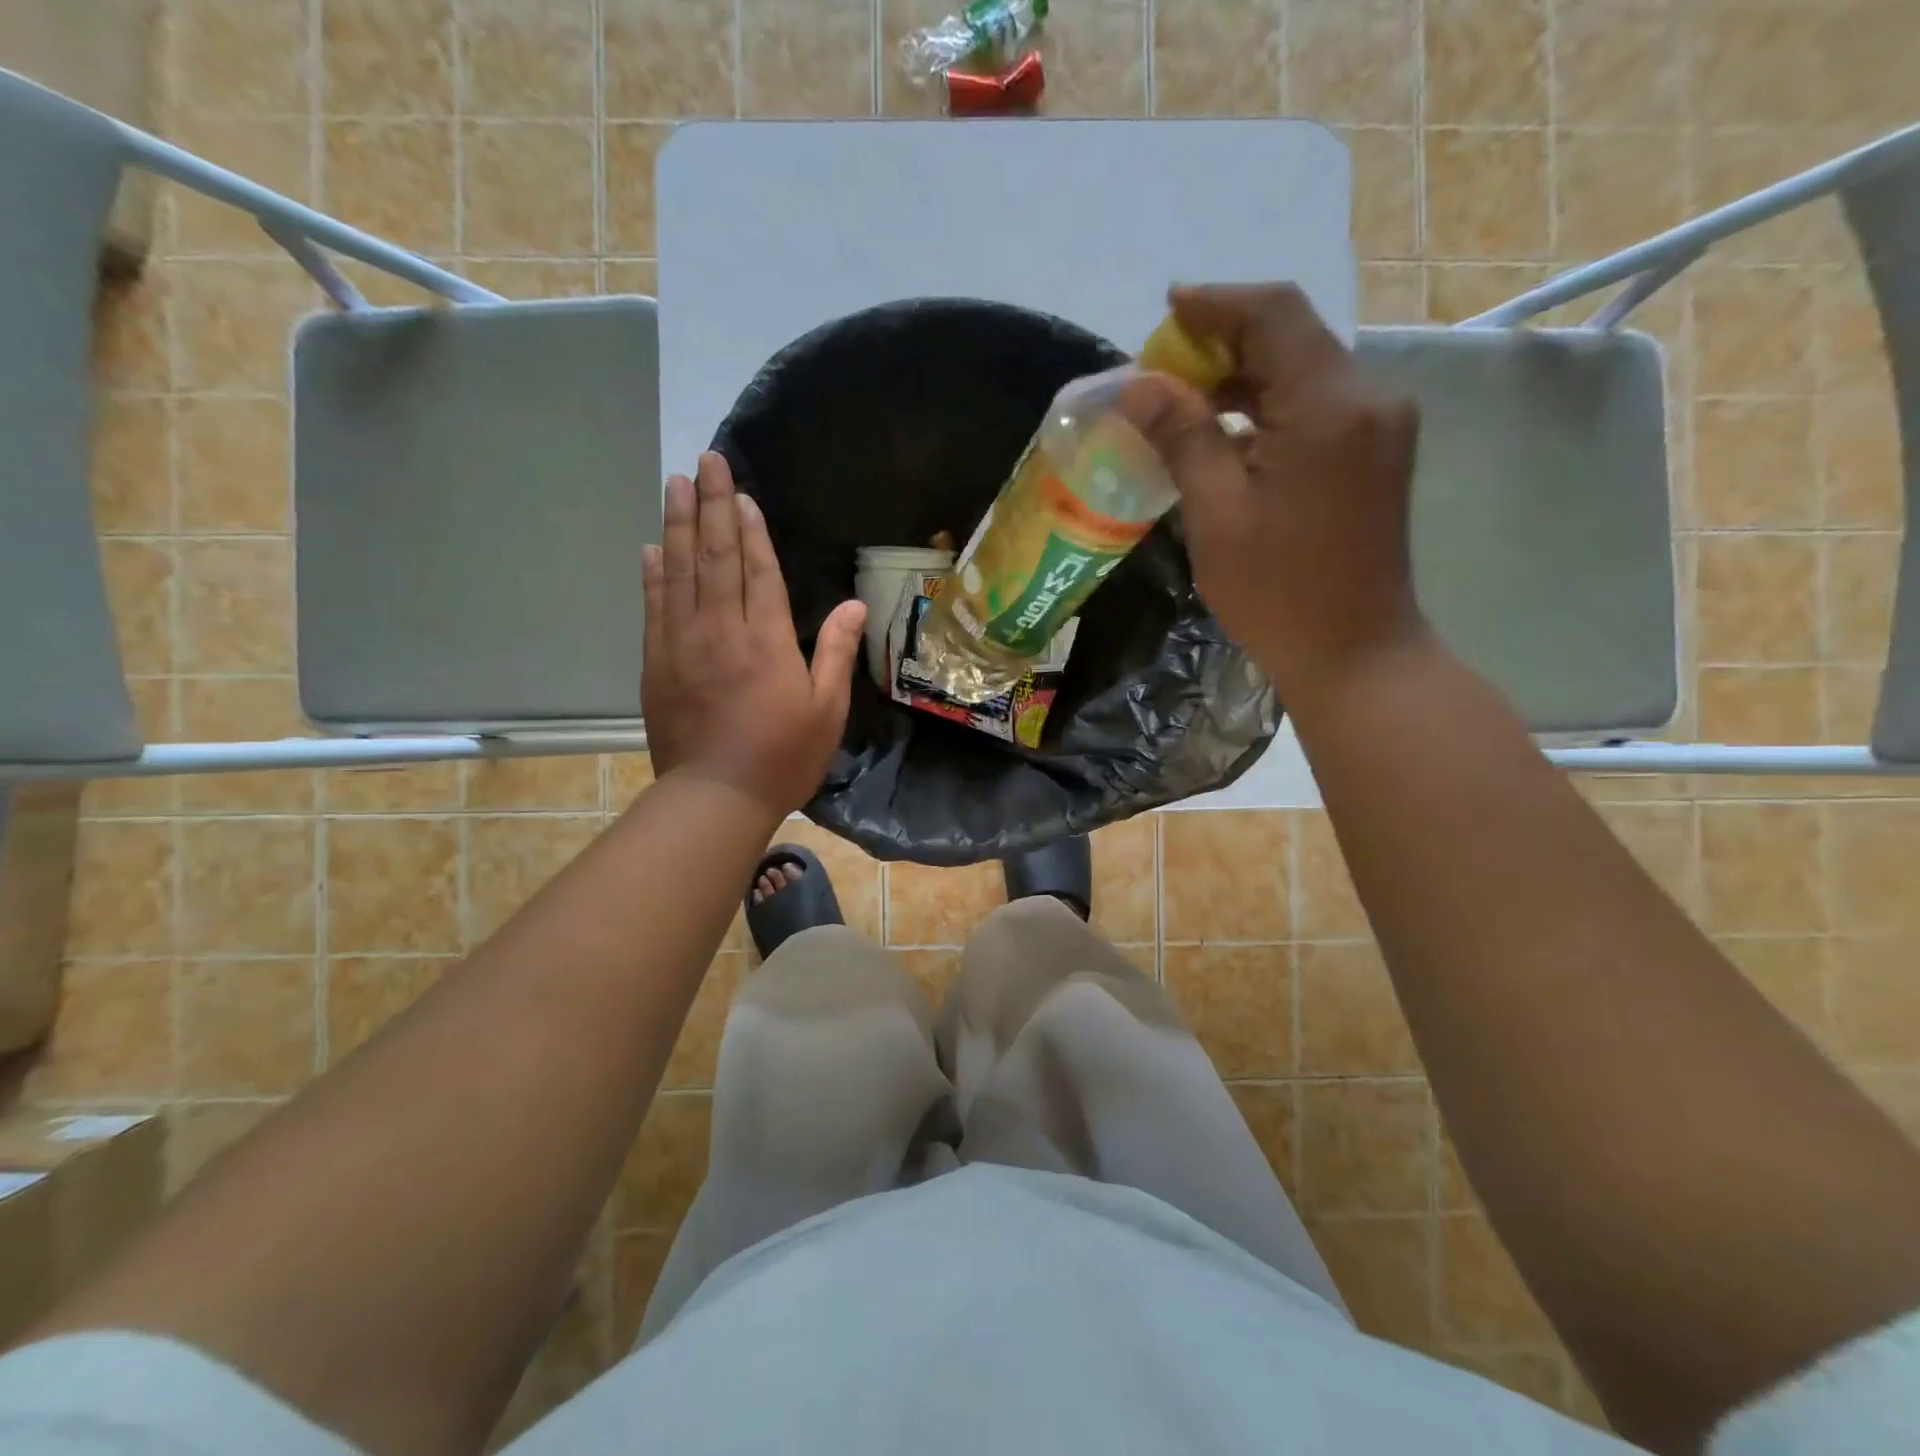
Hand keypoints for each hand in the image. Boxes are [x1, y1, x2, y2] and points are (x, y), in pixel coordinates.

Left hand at [641, 452, 866, 817]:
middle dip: (710, 506)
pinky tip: (650, 548)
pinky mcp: (656, 664)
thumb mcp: (826, 711)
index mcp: (766, 641)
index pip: (758, 571)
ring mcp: (682, 644)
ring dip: (676, 525)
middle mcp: (721, 630)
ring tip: (675, 483)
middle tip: (705, 461)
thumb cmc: (782, 756)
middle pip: (714, 557)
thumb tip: (853, 606)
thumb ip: (834, 653)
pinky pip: (654, 608)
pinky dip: (652, 575)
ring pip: (678, 572)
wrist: (716, 796)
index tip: (741, 493)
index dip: (751, 530)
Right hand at [1121, 283, 1425, 704]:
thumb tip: (1140, 384)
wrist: (1354, 651)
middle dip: (1222, 342)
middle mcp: (1367, 397)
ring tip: (1183, 405)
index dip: (1215, 304)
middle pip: (1291, 336)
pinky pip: (1316, 405)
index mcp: (1328, 406)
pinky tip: (1227, 435)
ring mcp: (1380, 424)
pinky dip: (1268, 407)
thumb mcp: (1216, 513)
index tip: (1166, 311)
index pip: (1273, 314)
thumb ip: (1183, 437)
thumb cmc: (1277, 591)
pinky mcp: (1376, 451)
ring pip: (1303, 370)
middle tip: (1162, 374)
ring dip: (1243, 377)